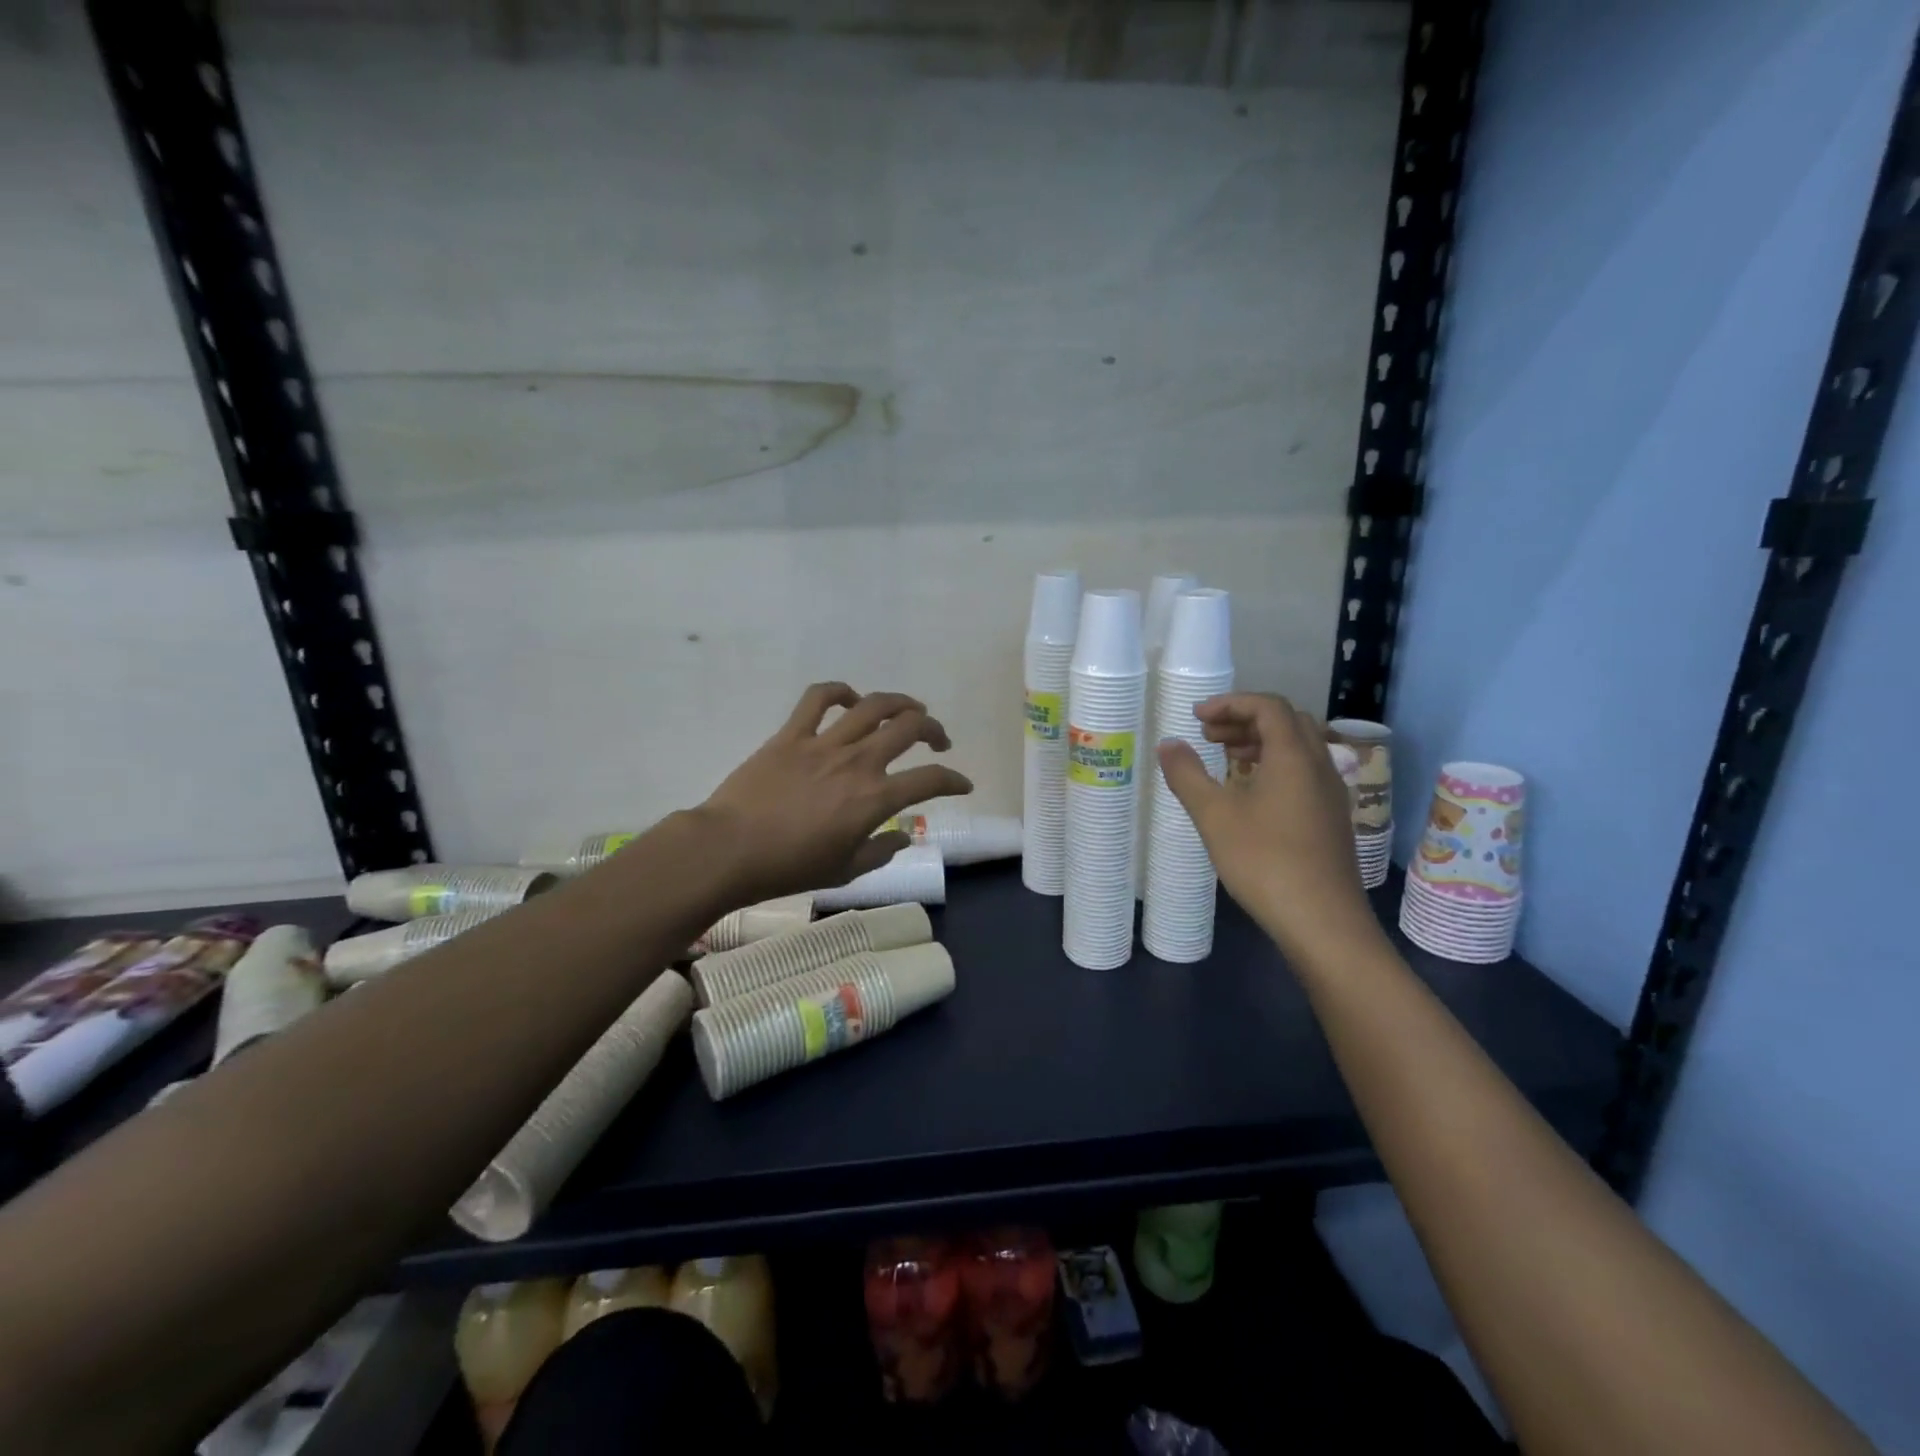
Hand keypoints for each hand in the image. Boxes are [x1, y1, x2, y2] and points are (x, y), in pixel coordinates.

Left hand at [694, 682, 973, 904]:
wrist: (729, 850)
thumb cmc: (790, 868)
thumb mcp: (845, 871)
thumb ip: (881, 851)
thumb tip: (902, 836)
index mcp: (876, 798)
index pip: (930, 780)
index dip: (954, 781)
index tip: (962, 784)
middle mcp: (858, 762)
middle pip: (909, 727)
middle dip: (933, 729)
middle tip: (937, 739)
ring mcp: (824, 743)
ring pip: (872, 705)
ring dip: (899, 702)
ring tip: (908, 709)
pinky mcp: (791, 734)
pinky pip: (818, 698)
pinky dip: (838, 690)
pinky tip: (849, 697)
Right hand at [1156, 693, 1381, 970]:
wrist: (1321, 920)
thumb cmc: (1263, 860)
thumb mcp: (1213, 814)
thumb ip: (1187, 774)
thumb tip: (1168, 743)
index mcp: (1294, 755)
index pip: (1268, 706)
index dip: (1231, 703)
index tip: (1197, 717)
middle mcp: (1320, 765)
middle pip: (1287, 721)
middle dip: (1245, 719)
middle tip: (1209, 735)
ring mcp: (1331, 793)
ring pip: (1299, 748)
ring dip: (1261, 742)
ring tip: (1226, 758)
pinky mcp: (1332, 818)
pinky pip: (1304, 772)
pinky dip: (1275, 766)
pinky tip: (1251, 794)